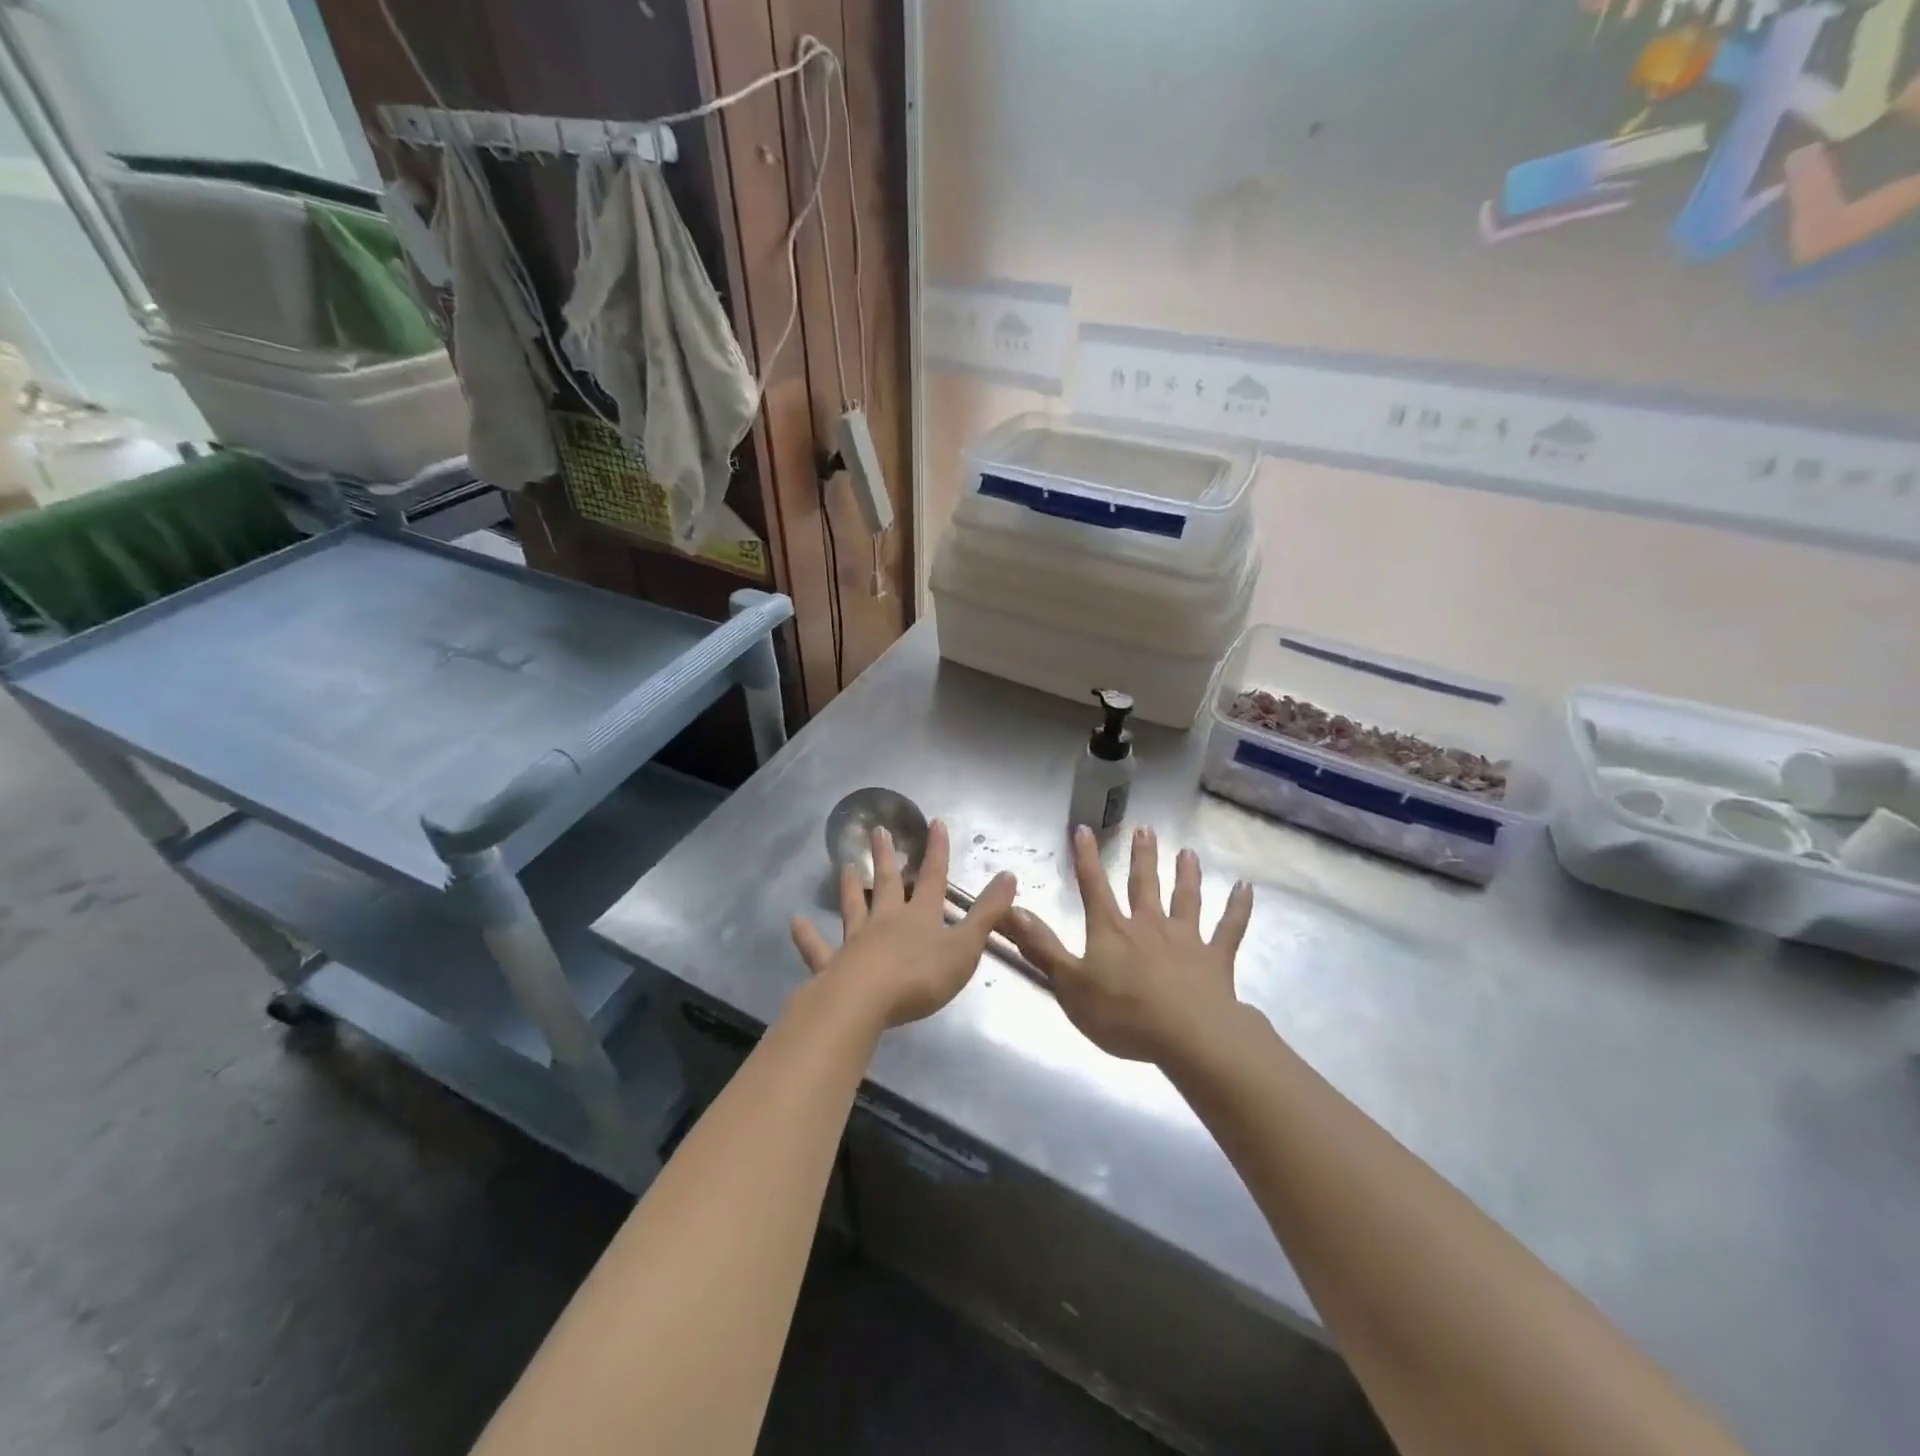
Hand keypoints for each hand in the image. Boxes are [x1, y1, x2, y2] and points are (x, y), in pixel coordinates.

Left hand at [790, 820, 1018, 1029]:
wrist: (865, 1002)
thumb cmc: (921, 977)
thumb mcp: (965, 947)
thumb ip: (987, 913)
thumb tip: (1009, 875)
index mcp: (920, 917)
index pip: (933, 877)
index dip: (937, 851)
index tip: (935, 823)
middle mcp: (887, 921)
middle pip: (888, 884)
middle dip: (887, 858)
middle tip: (877, 831)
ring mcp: (856, 942)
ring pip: (853, 908)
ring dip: (850, 887)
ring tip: (844, 866)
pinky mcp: (833, 967)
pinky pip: (818, 949)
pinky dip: (807, 936)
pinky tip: (795, 923)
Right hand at [1002, 825, 1253, 1064]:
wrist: (1187, 1036)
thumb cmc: (1122, 1014)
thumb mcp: (1069, 984)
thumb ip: (1041, 947)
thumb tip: (1010, 910)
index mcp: (1112, 930)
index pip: (1094, 886)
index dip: (1086, 858)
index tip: (1084, 829)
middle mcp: (1149, 925)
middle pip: (1144, 884)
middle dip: (1142, 856)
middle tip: (1146, 829)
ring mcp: (1186, 939)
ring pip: (1186, 898)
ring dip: (1186, 874)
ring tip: (1187, 852)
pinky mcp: (1216, 959)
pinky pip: (1230, 928)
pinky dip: (1238, 908)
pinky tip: (1246, 888)